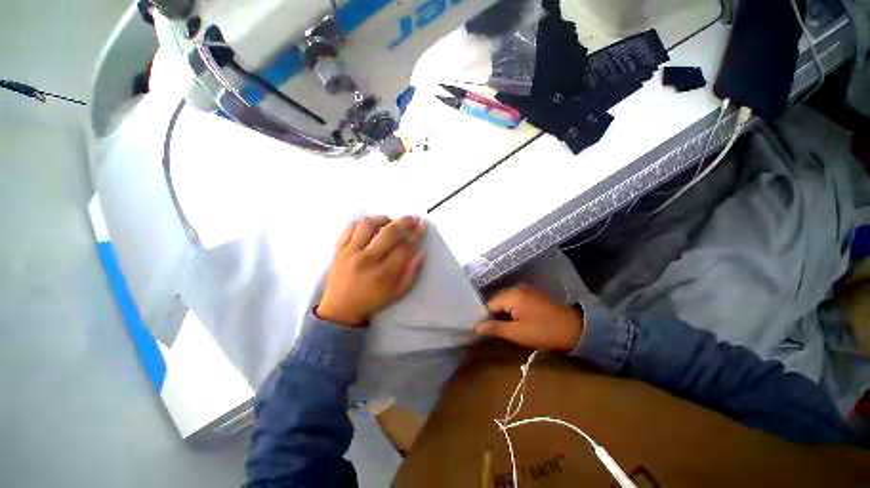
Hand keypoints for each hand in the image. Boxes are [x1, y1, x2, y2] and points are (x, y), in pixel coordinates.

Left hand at [317, 215, 426, 326]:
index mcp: (383, 274)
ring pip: (368, 225)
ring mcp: (350, 252)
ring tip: (390, 220)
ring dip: (383, 219)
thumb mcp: (397, 294)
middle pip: (389, 233)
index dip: (416, 234)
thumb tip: (420, 253)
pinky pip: (350, 228)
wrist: (340, 310)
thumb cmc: (372, 301)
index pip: (404, 248)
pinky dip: (362, 223)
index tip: (423, 225)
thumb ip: (411, 274)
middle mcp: (367, 259)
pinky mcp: (339, 249)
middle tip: (413, 218)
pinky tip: (371, 226)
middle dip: (404, 222)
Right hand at [475, 285, 583, 351]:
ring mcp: (525, 289)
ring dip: (503, 312)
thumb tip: (476, 327)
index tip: (486, 330)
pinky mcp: (532, 294)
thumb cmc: (543, 331)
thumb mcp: (517, 333)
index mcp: (511, 295)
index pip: (489, 304)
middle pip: (497, 300)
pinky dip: (511, 308)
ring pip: (505, 300)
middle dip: (494, 314)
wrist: (574, 328)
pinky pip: (515, 299)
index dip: (485, 317)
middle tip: (495, 330)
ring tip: (504, 326)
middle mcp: (516, 288)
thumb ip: (495, 328)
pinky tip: (515, 319)